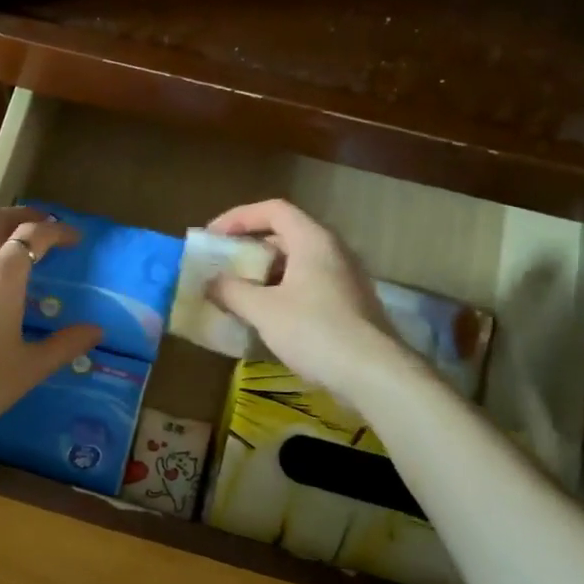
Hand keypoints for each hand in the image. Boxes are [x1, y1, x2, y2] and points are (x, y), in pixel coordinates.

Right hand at [204, 199, 403, 400]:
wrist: (373, 373)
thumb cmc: (315, 331)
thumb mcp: (263, 310)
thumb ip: (231, 291)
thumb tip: (210, 282)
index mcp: (313, 240)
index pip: (273, 210)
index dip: (239, 217)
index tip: (213, 237)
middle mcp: (333, 251)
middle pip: (285, 235)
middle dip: (249, 248)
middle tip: (222, 265)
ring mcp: (345, 278)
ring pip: (297, 263)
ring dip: (264, 273)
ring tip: (237, 292)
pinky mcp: (349, 305)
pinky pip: (308, 286)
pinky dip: (282, 292)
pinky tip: (265, 317)